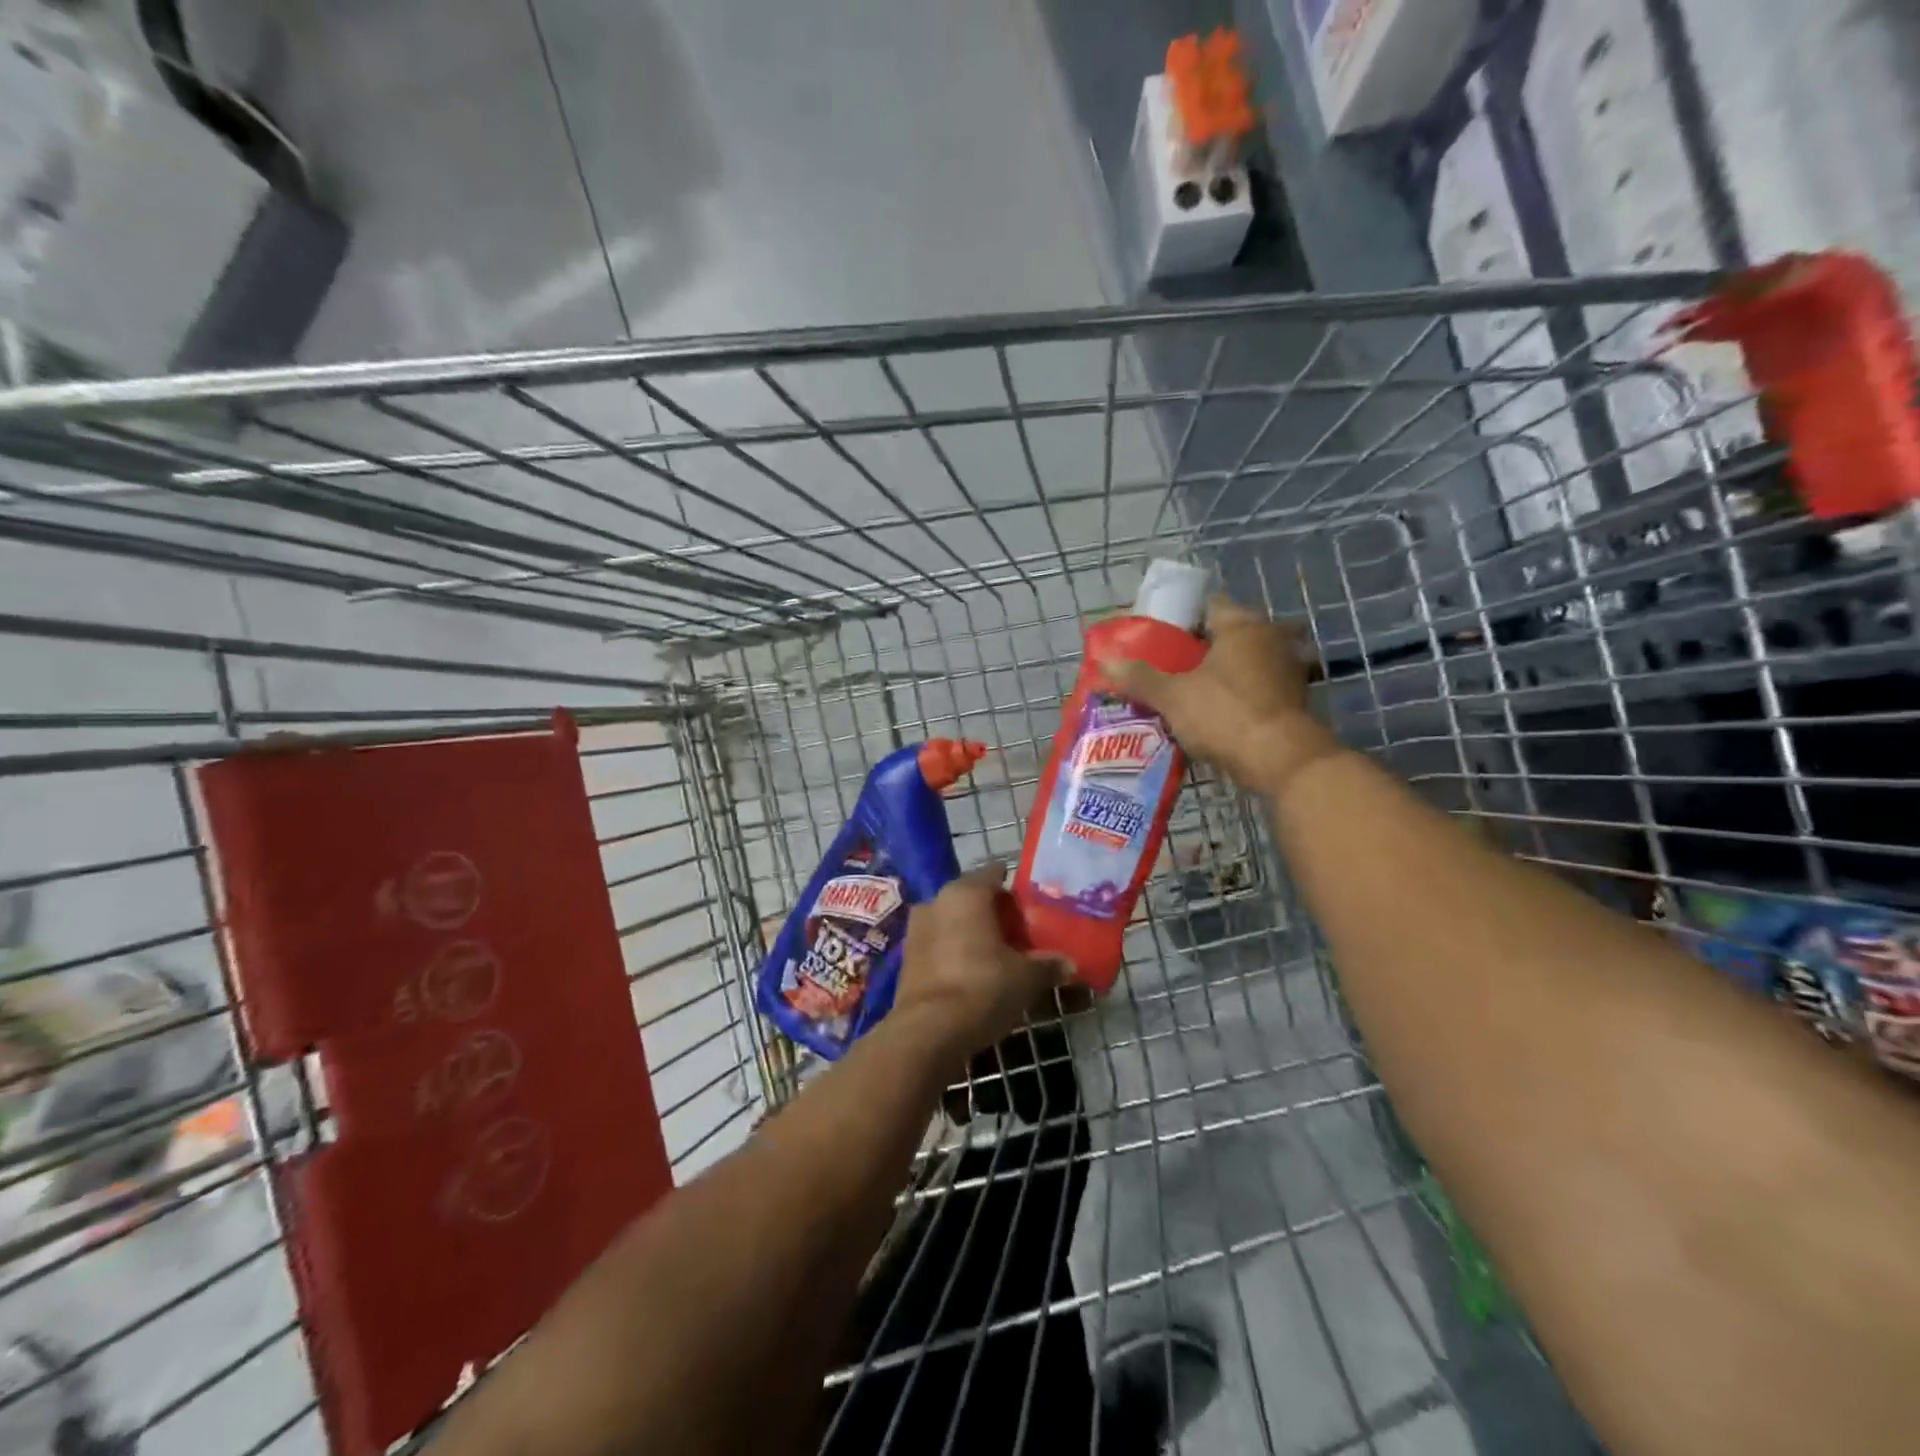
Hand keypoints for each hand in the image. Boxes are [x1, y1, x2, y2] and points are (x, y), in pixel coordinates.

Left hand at [894, 863, 1067, 1056]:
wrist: (927, 1032)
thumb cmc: (982, 987)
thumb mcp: (1026, 978)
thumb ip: (1048, 965)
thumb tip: (1069, 963)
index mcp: (966, 892)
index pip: (995, 873)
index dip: (1016, 888)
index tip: (1034, 906)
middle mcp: (937, 901)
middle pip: (973, 898)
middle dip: (997, 914)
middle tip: (1023, 935)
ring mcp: (917, 929)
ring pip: (954, 921)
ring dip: (974, 934)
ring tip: (1001, 957)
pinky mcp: (907, 958)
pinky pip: (940, 944)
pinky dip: (956, 952)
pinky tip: (975, 974)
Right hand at [1098, 594, 1339, 795]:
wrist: (1281, 760)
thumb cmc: (1225, 714)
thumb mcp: (1172, 697)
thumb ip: (1140, 678)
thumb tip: (1106, 662)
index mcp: (1242, 625)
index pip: (1208, 605)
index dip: (1180, 619)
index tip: (1158, 639)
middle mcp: (1270, 637)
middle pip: (1226, 635)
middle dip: (1198, 650)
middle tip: (1166, 667)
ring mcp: (1287, 668)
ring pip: (1243, 662)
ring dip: (1220, 674)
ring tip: (1186, 692)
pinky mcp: (1294, 699)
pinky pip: (1257, 687)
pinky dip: (1238, 695)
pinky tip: (1214, 713)